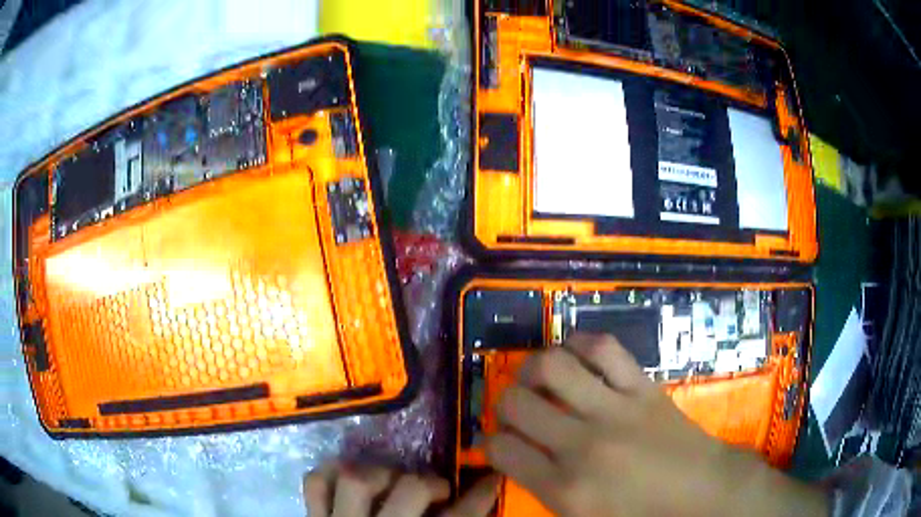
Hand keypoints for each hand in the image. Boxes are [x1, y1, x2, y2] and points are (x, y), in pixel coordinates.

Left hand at [303, 462, 499, 516]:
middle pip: (411, 491)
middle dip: (430, 483)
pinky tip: (347, 473)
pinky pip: (316, 484)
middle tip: (438, 490)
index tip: (492, 481)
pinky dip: (330, 471)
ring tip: (392, 482)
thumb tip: (476, 515)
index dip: (481, 497)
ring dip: (380, 473)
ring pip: (358, 479)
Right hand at [486, 333, 827, 516]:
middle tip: (515, 409)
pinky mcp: (643, 387)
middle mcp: (582, 444)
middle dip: (504, 403)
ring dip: (533, 367)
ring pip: (553, 366)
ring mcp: (615, 409)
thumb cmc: (642, 515)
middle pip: (516, 403)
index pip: (502, 451)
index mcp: (565, 488)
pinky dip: (581, 344)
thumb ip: (543, 489)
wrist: (703, 492)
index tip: (498, 441)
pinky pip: (604, 348)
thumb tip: (516, 457)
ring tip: (538, 377)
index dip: (491, 443)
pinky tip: (575, 354)